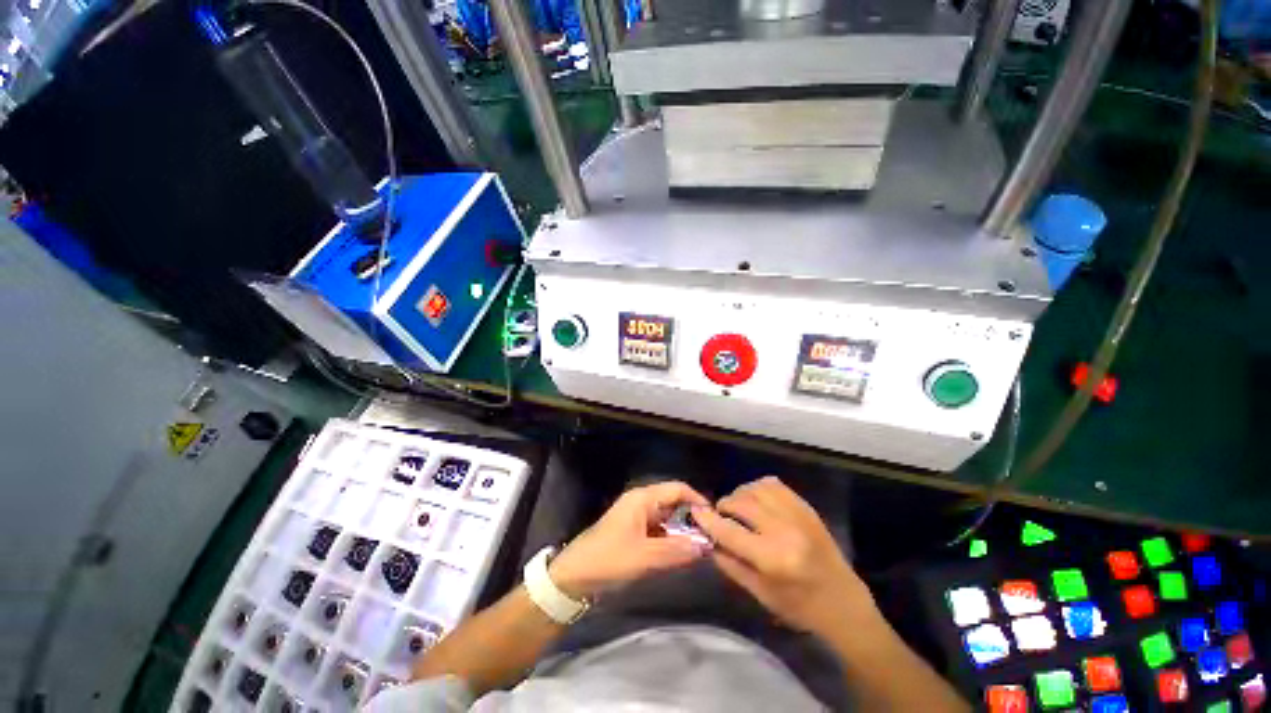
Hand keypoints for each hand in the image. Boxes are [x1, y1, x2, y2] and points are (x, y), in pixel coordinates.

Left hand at [548, 481, 709, 599]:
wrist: (573, 577)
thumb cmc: (608, 560)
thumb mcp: (644, 557)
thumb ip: (676, 551)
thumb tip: (706, 546)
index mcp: (642, 498)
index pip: (677, 489)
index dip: (697, 500)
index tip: (715, 519)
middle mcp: (641, 502)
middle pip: (673, 502)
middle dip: (691, 518)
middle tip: (711, 537)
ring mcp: (637, 517)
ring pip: (667, 517)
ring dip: (682, 531)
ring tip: (701, 548)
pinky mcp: (634, 531)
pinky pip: (659, 530)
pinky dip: (671, 539)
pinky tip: (681, 554)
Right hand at [693, 477, 876, 636]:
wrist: (843, 602)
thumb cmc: (799, 606)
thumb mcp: (760, 594)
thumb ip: (730, 564)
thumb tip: (709, 539)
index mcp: (773, 559)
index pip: (730, 531)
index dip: (708, 519)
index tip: (695, 511)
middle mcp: (785, 530)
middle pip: (742, 503)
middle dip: (725, 505)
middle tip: (721, 515)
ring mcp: (798, 515)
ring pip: (756, 488)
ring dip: (740, 494)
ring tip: (738, 506)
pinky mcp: (805, 507)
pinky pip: (774, 484)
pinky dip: (758, 487)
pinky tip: (756, 499)